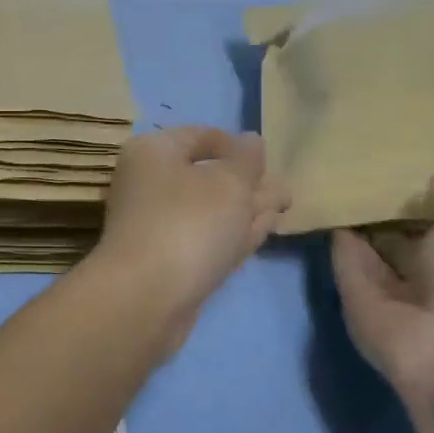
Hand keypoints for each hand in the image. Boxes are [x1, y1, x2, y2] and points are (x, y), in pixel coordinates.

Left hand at [94, 126, 290, 336]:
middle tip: (287, 193)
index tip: (271, 162)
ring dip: (245, 210)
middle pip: (206, 175)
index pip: (200, 136)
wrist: (146, 296)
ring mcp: (155, 222)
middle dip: (248, 183)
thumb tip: (251, 139)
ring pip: (209, 209)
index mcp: (153, 151)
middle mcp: (148, 182)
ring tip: (283, 211)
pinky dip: (231, 234)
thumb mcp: (229, 183)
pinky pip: (204, 237)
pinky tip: (260, 234)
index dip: (238, 147)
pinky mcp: (165, 258)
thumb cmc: (189, 224)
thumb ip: (246, 160)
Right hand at [330, 173, 433, 417]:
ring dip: (358, 228)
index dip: (430, 207)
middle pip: (405, 244)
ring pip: (372, 256)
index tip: (408, 173)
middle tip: (366, 174)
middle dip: (388, 216)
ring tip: (340, 186)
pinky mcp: (358, 303)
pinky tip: (328, 210)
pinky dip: (339, 244)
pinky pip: (347, 267)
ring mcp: (394, 296)